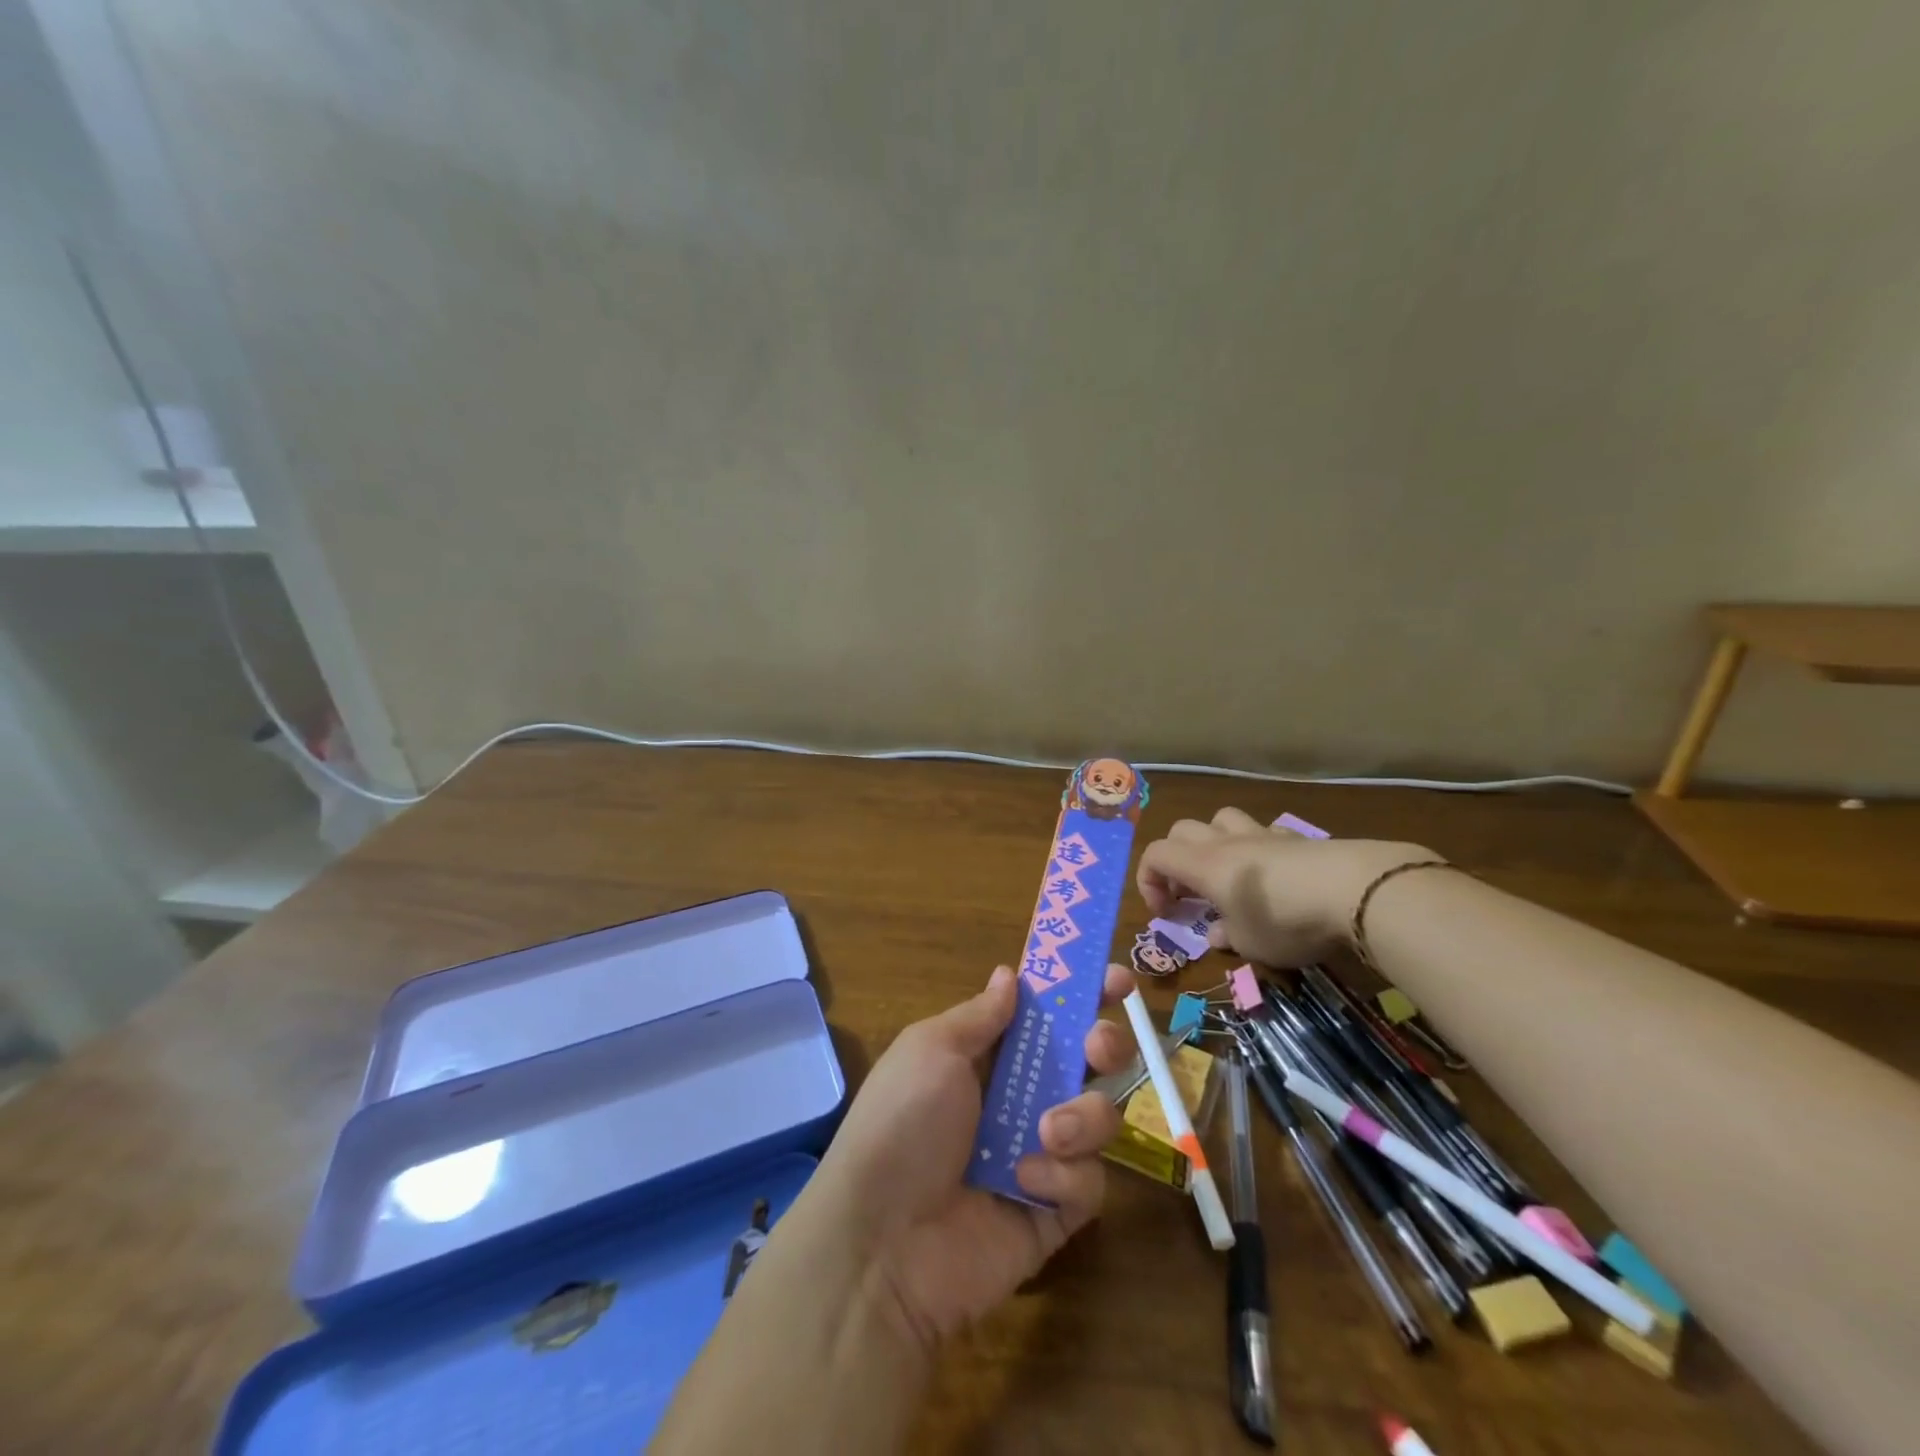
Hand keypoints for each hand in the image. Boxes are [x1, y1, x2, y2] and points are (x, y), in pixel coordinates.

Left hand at [807, 963, 1136, 1352]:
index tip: (1117, 980)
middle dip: (1105, 1045)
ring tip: (1046, 1132)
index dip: (1081, 994)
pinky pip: (1089, 1181)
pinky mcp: (1056, 1212)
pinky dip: (1063, 1177)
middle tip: (1097, 1048)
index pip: (1045, 1014)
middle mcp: (1019, 1097)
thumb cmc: (902, 1123)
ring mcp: (1041, 1154)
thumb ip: (980, 1014)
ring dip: (1082, 1116)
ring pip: (1098, 1115)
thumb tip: (1010, 975)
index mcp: (988, 1055)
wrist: (884, 1244)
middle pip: (1088, 1060)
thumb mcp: (931, 1050)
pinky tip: (1025, 1184)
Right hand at [1136, 807, 1430, 966]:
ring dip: (1214, 841)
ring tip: (1228, 872)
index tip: (1166, 912)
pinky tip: (1273, 872)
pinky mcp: (1297, 837)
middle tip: (1190, 892)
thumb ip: (1228, 936)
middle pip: (1182, 830)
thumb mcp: (1251, 944)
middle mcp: (1226, 842)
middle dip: (1177, 859)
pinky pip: (1263, 831)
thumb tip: (1217, 933)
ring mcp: (1263, 834)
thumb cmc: (1286, 921)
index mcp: (1204, 865)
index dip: (1148, 881)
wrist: (1354, 890)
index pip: (1155, 855)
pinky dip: (1257, 847)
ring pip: (1222, 819)